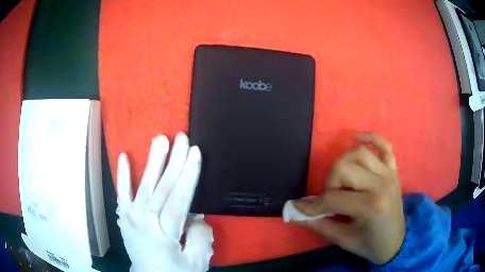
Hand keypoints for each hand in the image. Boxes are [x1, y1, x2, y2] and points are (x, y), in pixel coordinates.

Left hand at [116, 133, 212, 271]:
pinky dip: (122, 175)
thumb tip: (196, 215)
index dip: (188, 174)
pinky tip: (124, 157)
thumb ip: (199, 238)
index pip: (179, 198)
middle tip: (181, 137)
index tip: (195, 152)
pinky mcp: (124, 217)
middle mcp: (145, 220)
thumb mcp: (195, 262)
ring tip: (160, 139)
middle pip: (162, 187)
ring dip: (153, 161)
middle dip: (174, 160)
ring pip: (144, 185)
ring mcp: (131, 217)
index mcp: (164, 233)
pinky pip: (122, 193)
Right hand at [287, 132, 404, 263]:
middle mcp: (381, 183)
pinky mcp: (393, 169)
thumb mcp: (344, 240)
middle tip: (330, 199)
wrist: (397, 243)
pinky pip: (384, 144)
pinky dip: (371, 137)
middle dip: (330, 182)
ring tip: (343, 182)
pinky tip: (358, 139)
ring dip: (344, 164)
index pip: (333, 198)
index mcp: (371, 206)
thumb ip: (319, 225)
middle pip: (344, 166)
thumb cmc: (371, 245)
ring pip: (359, 152)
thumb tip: (295, 213)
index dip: (313, 205)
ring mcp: (389, 173)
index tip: (300, 209)